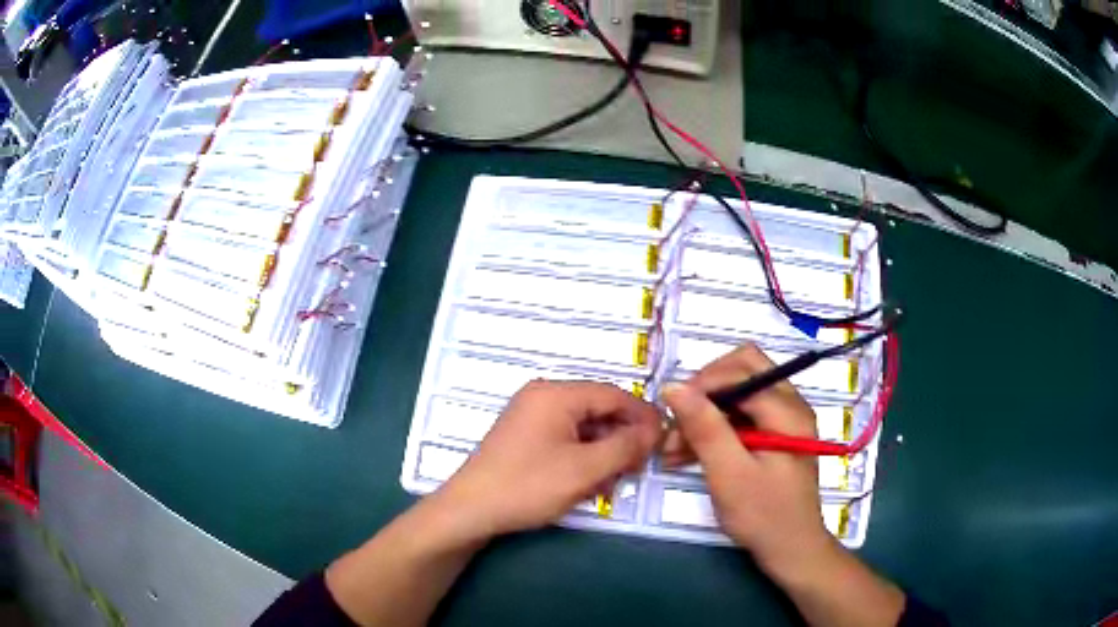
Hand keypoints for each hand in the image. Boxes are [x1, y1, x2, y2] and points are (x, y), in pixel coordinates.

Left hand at [438, 380, 661, 538]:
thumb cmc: (528, 486)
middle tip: (639, 466)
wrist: (471, 509)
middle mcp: (542, 396)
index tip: (664, 439)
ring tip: (615, 480)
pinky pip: (565, 438)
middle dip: (622, 438)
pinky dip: (583, 456)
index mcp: (556, 394)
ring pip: (583, 427)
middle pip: (598, 410)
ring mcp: (531, 416)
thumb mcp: (585, 469)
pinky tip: (591, 482)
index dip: (643, 416)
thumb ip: (625, 446)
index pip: (614, 394)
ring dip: (603, 452)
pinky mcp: (524, 436)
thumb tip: (655, 430)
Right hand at [661, 344, 834, 575]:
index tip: (671, 413)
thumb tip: (673, 386)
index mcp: (787, 410)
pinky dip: (715, 429)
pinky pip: (741, 416)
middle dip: (704, 393)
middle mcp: (790, 405)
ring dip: (705, 414)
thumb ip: (705, 428)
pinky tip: (688, 454)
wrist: (791, 549)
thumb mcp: (729, 474)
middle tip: (676, 424)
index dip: (703, 385)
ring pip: (738, 394)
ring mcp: (784, 420)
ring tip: (673, 448)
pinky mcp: (775, 436)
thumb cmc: (763, 515)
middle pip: (742, 371)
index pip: (741, 371)